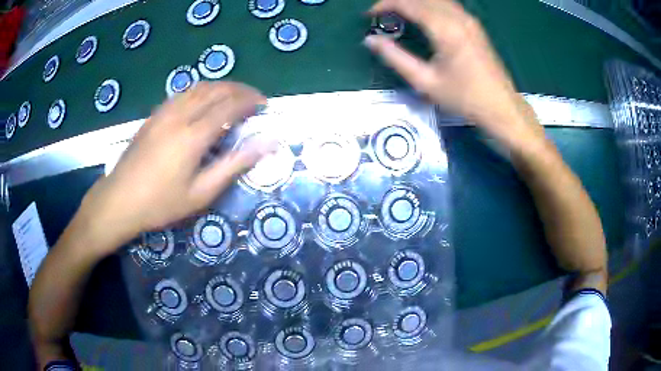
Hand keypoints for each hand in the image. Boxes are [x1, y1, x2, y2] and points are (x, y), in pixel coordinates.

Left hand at [79, 82, 270, 252]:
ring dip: (221, 86)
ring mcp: (164, 112)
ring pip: (199, 87)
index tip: (265, 105)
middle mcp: (180, 115)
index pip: (230, 105)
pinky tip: (204, 100)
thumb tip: (266, 145)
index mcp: (193, 135)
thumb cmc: (161, 203)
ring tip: (234, 96)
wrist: (119, 200)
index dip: (250, 101)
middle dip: (240, 89)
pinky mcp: (154, 115)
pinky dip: (202, 90)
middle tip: (254, 99)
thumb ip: (234, 165)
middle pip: (216, 90)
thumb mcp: (201, 193)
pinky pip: (183, 93)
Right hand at [365, 0, 538, 145]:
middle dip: (398, 0)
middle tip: (381, 13)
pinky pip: (447, 5)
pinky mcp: (475, 26)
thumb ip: (395, 57)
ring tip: (398, 13)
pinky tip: (423, 15)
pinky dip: (429, 5)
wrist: (501, 107)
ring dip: (414, 2)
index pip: (408, 3)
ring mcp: (469, 20)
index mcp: (445, 29)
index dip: (385, 4)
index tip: (369, 15)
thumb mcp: (425, 82)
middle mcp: (457, 17)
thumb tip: (370, 40)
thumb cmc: (464, 98)